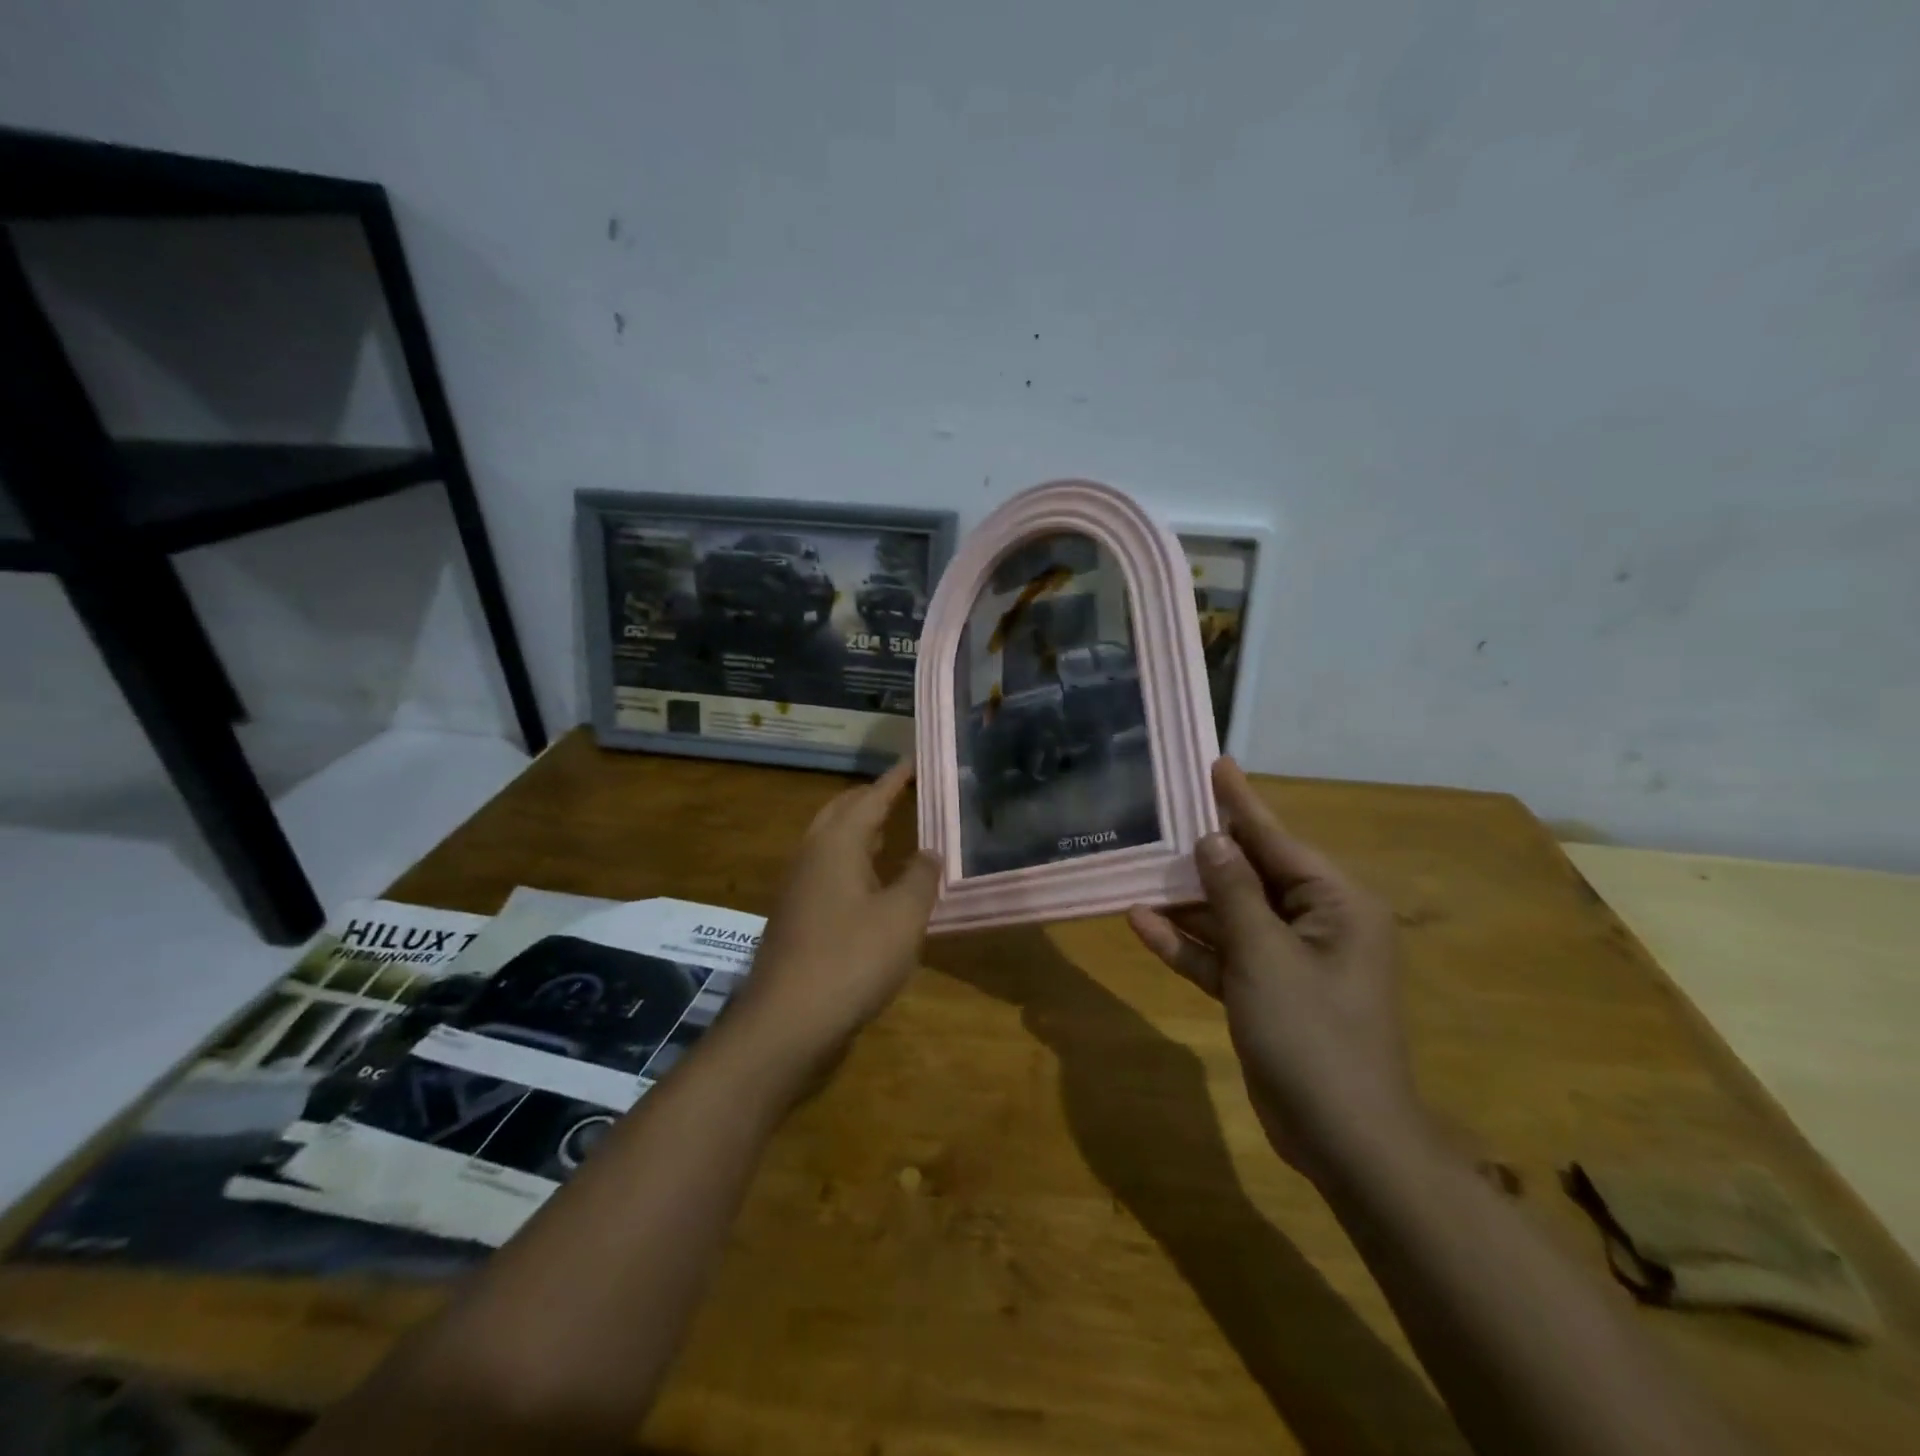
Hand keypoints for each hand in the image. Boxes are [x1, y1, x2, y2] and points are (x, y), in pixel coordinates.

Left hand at [732, 761, 941, 1077]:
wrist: (787, 1021)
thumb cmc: (852, 959)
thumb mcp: (903, 916)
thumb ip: (920, 877)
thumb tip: (928, 852)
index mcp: (837, 843)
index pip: (871, 797)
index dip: (896, 779)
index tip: (915, 760)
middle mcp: (811, 854)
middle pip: (842, 811)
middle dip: (871, 798)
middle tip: (904, 793)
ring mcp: (798, 886)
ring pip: (831, 841)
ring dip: (860, 829)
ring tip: (892, 830)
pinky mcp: (795, 915)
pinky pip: (827, 869)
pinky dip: (852, 860)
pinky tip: (872, 882)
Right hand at [1127, 759, 1423, 1182]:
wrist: (1342, 1139)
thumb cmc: (1313, 1034)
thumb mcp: (1266, 955)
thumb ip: (1234, 894)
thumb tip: (1211, 840)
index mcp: (1334, 903)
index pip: (1276, 838)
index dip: (1239, 802)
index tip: (1213, 763)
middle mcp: (1314, 922)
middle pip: (1249, 874)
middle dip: (1202, 853)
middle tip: (1158, 816)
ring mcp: (1287, 960)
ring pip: (1229, 915)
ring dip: (1185, 901)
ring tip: (1136, 868)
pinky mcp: (1264, 992)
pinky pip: (1222, 955)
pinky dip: (1187, 944)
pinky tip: (1140, 924)